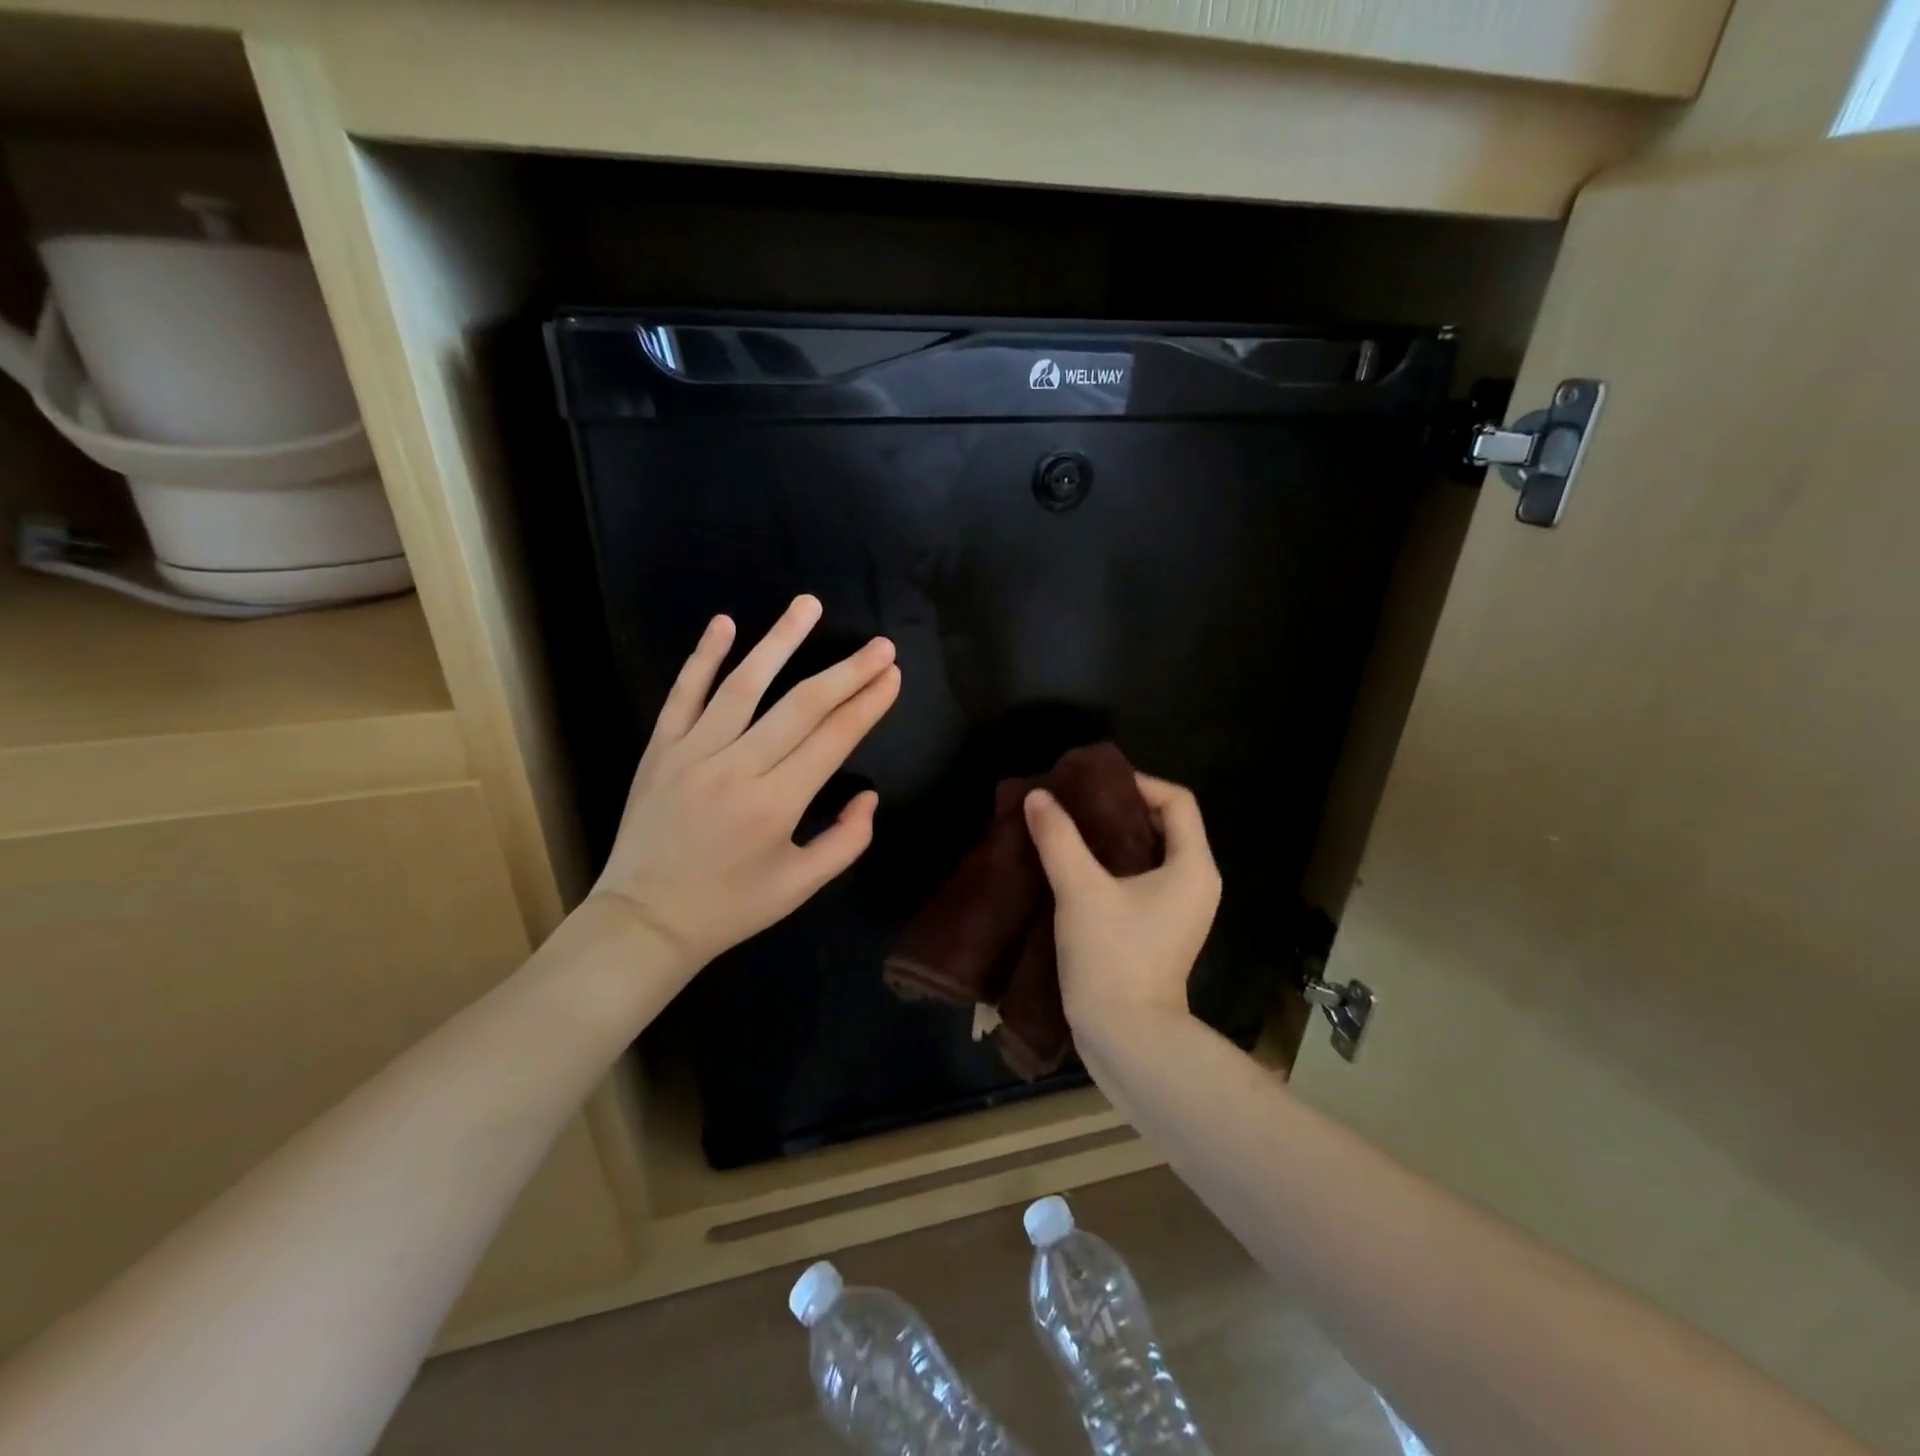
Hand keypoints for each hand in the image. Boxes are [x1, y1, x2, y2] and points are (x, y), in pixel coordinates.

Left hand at [590, 596, 900, 974]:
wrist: (644, 921)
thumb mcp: (801, 887)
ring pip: (744, 685)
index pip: (834, 738)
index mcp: (777, 804)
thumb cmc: (730, 907)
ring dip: (781, 641)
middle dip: (848, 671)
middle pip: (802, 705)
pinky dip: (704, 657)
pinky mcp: (660, 749)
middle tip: (880, 645)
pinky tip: (725, 623)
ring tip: (809, 605)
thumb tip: (869, 795)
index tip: (892, 675)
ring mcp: (693, 753)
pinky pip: (683, 694)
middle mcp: (738, 768)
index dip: (868, 703)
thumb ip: (846, 841)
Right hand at [1022, 773, 1220, 1038]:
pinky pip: (1141, 879)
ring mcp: (1180, 909)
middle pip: (1163, 825)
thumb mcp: (1080, 890)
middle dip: (1119, 808)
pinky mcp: (1160, 929)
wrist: (1127, 1037)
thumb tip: (1038, 796)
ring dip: (1112, 838)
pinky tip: (1075, 866)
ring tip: (1069, 829)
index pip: (1176, 801)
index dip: (1137, 783)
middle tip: (1074, 803)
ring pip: (1149, 853)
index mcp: (1193, 867)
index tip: (1093, 785)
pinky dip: (1112, 866)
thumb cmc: (1113, 957)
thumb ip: (1059, 838)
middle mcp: (1196, 883)